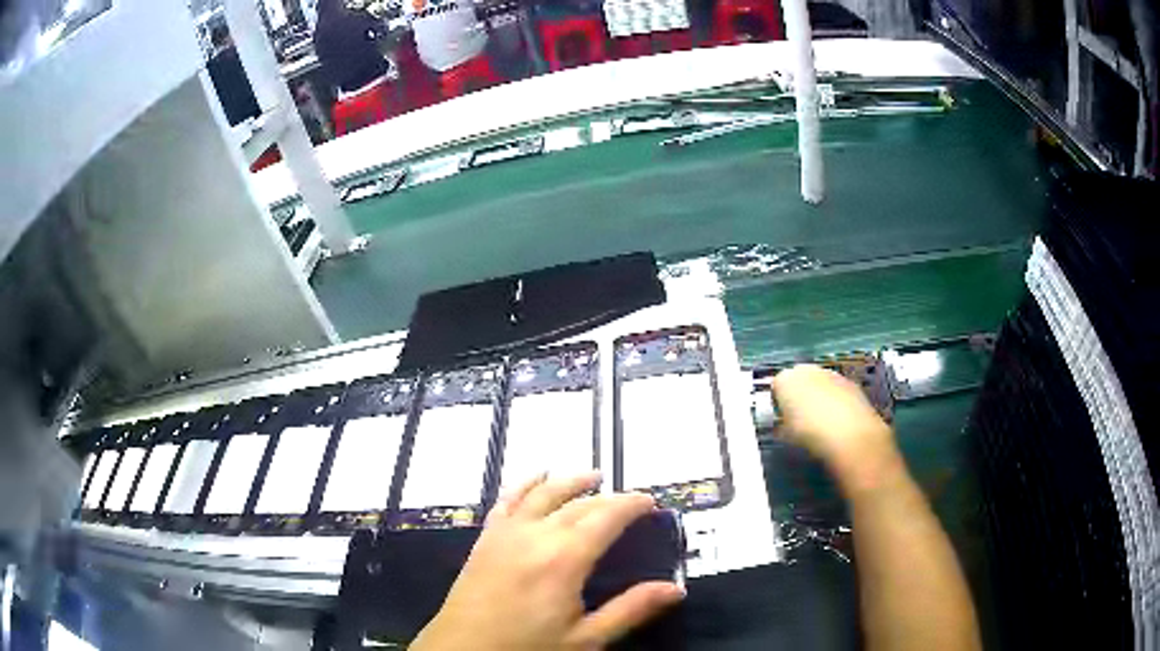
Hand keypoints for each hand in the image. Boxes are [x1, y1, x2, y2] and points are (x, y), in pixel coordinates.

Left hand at [411, 472, 684, 649]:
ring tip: (592, 477)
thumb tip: (675, 589)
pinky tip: (535, 477)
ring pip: (542, 493)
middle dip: (607, 497)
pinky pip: (506, 500)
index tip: (650, 502)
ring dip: (569, 481)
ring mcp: (505, 533)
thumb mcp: (585, 639)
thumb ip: (630, 610)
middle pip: (577, 503)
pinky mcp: (486, 538)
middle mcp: (535, 535)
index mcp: (564, 559)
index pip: (606, 517)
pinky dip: (525, 484)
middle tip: (629, 501)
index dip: (631, 504)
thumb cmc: (527, 648)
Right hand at [771, 364, 901, 494]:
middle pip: (800, 381)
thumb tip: (784, 425)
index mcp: (785, 379)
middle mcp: (808, 370)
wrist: (850, 437)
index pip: (776, 388)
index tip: (782, 423)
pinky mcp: (853, 385)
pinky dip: (837, 405)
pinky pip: (838, 393)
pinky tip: (839, 426)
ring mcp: (833, 375)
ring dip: (820, 400)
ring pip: (821, 386)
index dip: (778, 406)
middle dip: (800, 398)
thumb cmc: (809, 437)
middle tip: (801, 423)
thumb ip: (781, 425)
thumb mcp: (784, 436)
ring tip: (822, 427)